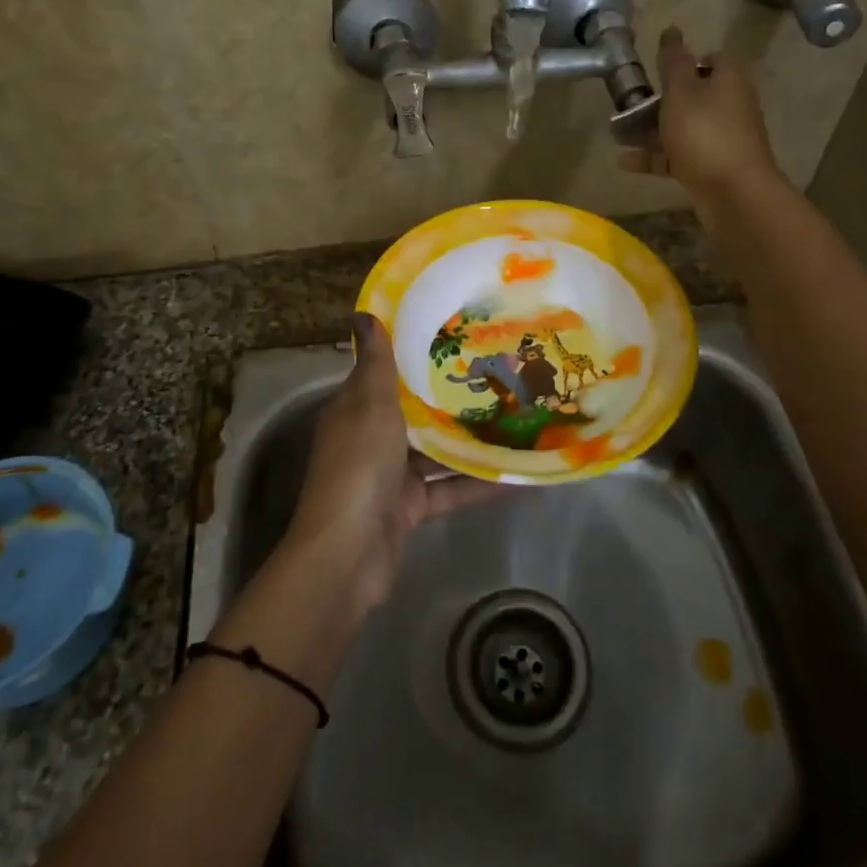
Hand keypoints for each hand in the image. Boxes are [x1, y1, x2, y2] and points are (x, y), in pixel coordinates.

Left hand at [286, 314, 495, 613]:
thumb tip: (362, 312)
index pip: (384, 372)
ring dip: (469, 439)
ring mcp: (391, 476)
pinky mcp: (411, 508)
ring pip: (436, 451)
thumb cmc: (358, 466)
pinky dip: (479, 483)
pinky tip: (518, 474)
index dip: (413, 354)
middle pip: (414, 412)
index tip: (454, 333)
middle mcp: (371, 438)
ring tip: (515, 415)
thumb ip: (375, 362)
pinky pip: (450, 488)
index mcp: (355, 409)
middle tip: (498, 371)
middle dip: (450, 396)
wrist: (348, 554)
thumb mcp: (368, 404)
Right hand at [618, 26, 778, 197]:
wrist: (734, 192)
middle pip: (692, 95)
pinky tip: (625, 161)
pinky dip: (655, 157)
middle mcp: (730, 105)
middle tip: (628, 105)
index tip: (656, 71)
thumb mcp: (681, 92)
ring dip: (651, 131)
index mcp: (728, 79)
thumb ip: (673, 62)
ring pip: (682, 128)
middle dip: (659, 101)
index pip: (710, 59)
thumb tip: (672, 31)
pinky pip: (679, 156)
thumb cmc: (705, 133)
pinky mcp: (712, 167)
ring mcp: (722, 139)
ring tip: (618, 135)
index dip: (683, 62)